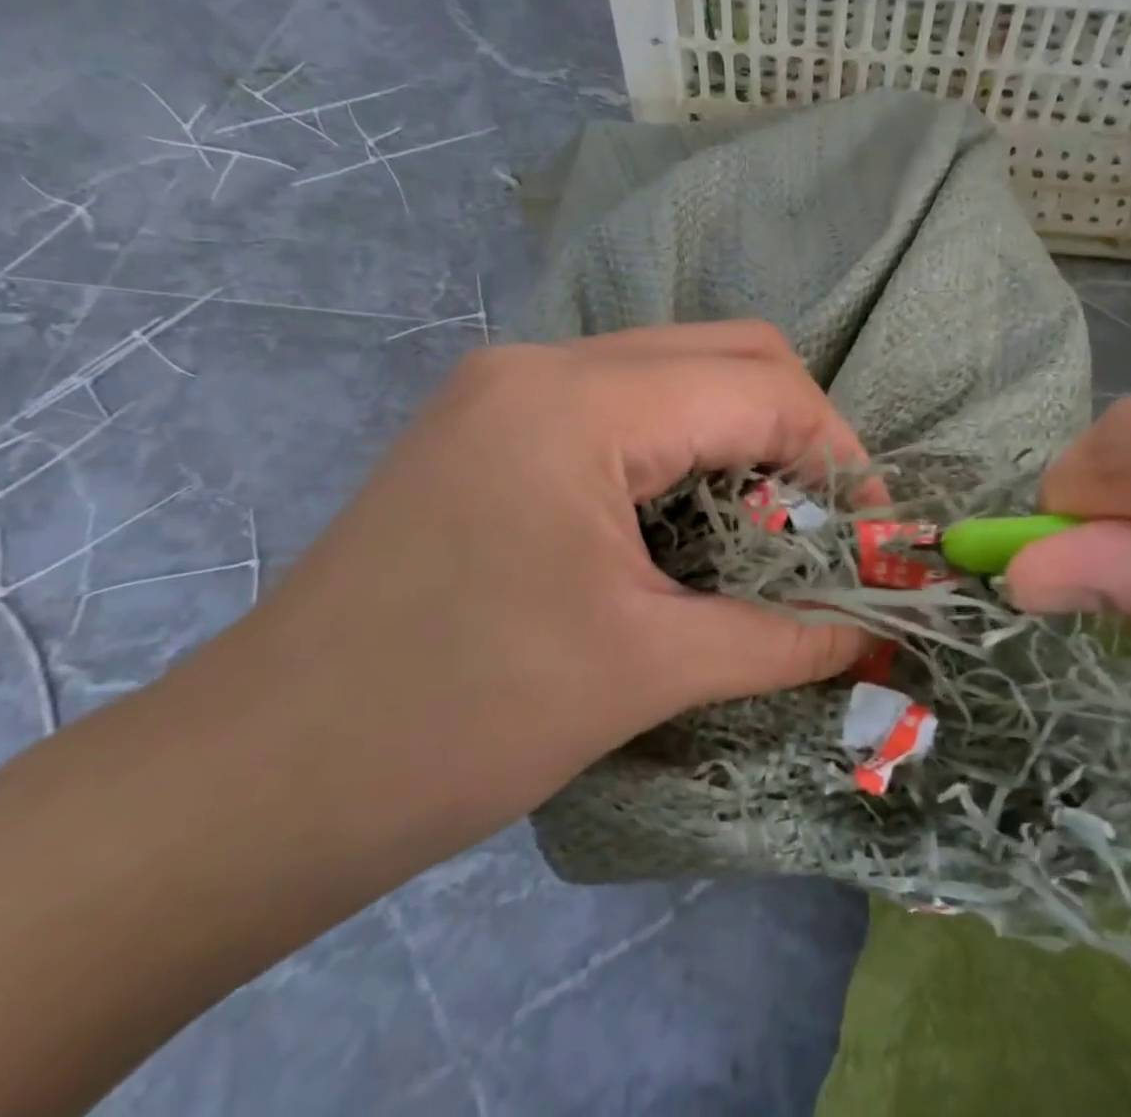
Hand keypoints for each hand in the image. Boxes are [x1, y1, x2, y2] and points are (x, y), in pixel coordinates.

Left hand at [241, 320, 871, 870]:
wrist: (255, 778)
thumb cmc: (456, 719)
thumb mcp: (643, 671)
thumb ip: (778, 638)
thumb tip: (874, 634)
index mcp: (581, 401)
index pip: (763, 387)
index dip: (841, 455)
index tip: (875, 534)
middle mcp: (542, 363)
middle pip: (723, 354)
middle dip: (797, 434)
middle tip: (826, 526)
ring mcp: (504, 388)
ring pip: (670, 373)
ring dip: (736, 439)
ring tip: (763, 530)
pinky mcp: (485, 426)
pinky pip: (617, 406)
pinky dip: (677, 450)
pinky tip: (682, 523)